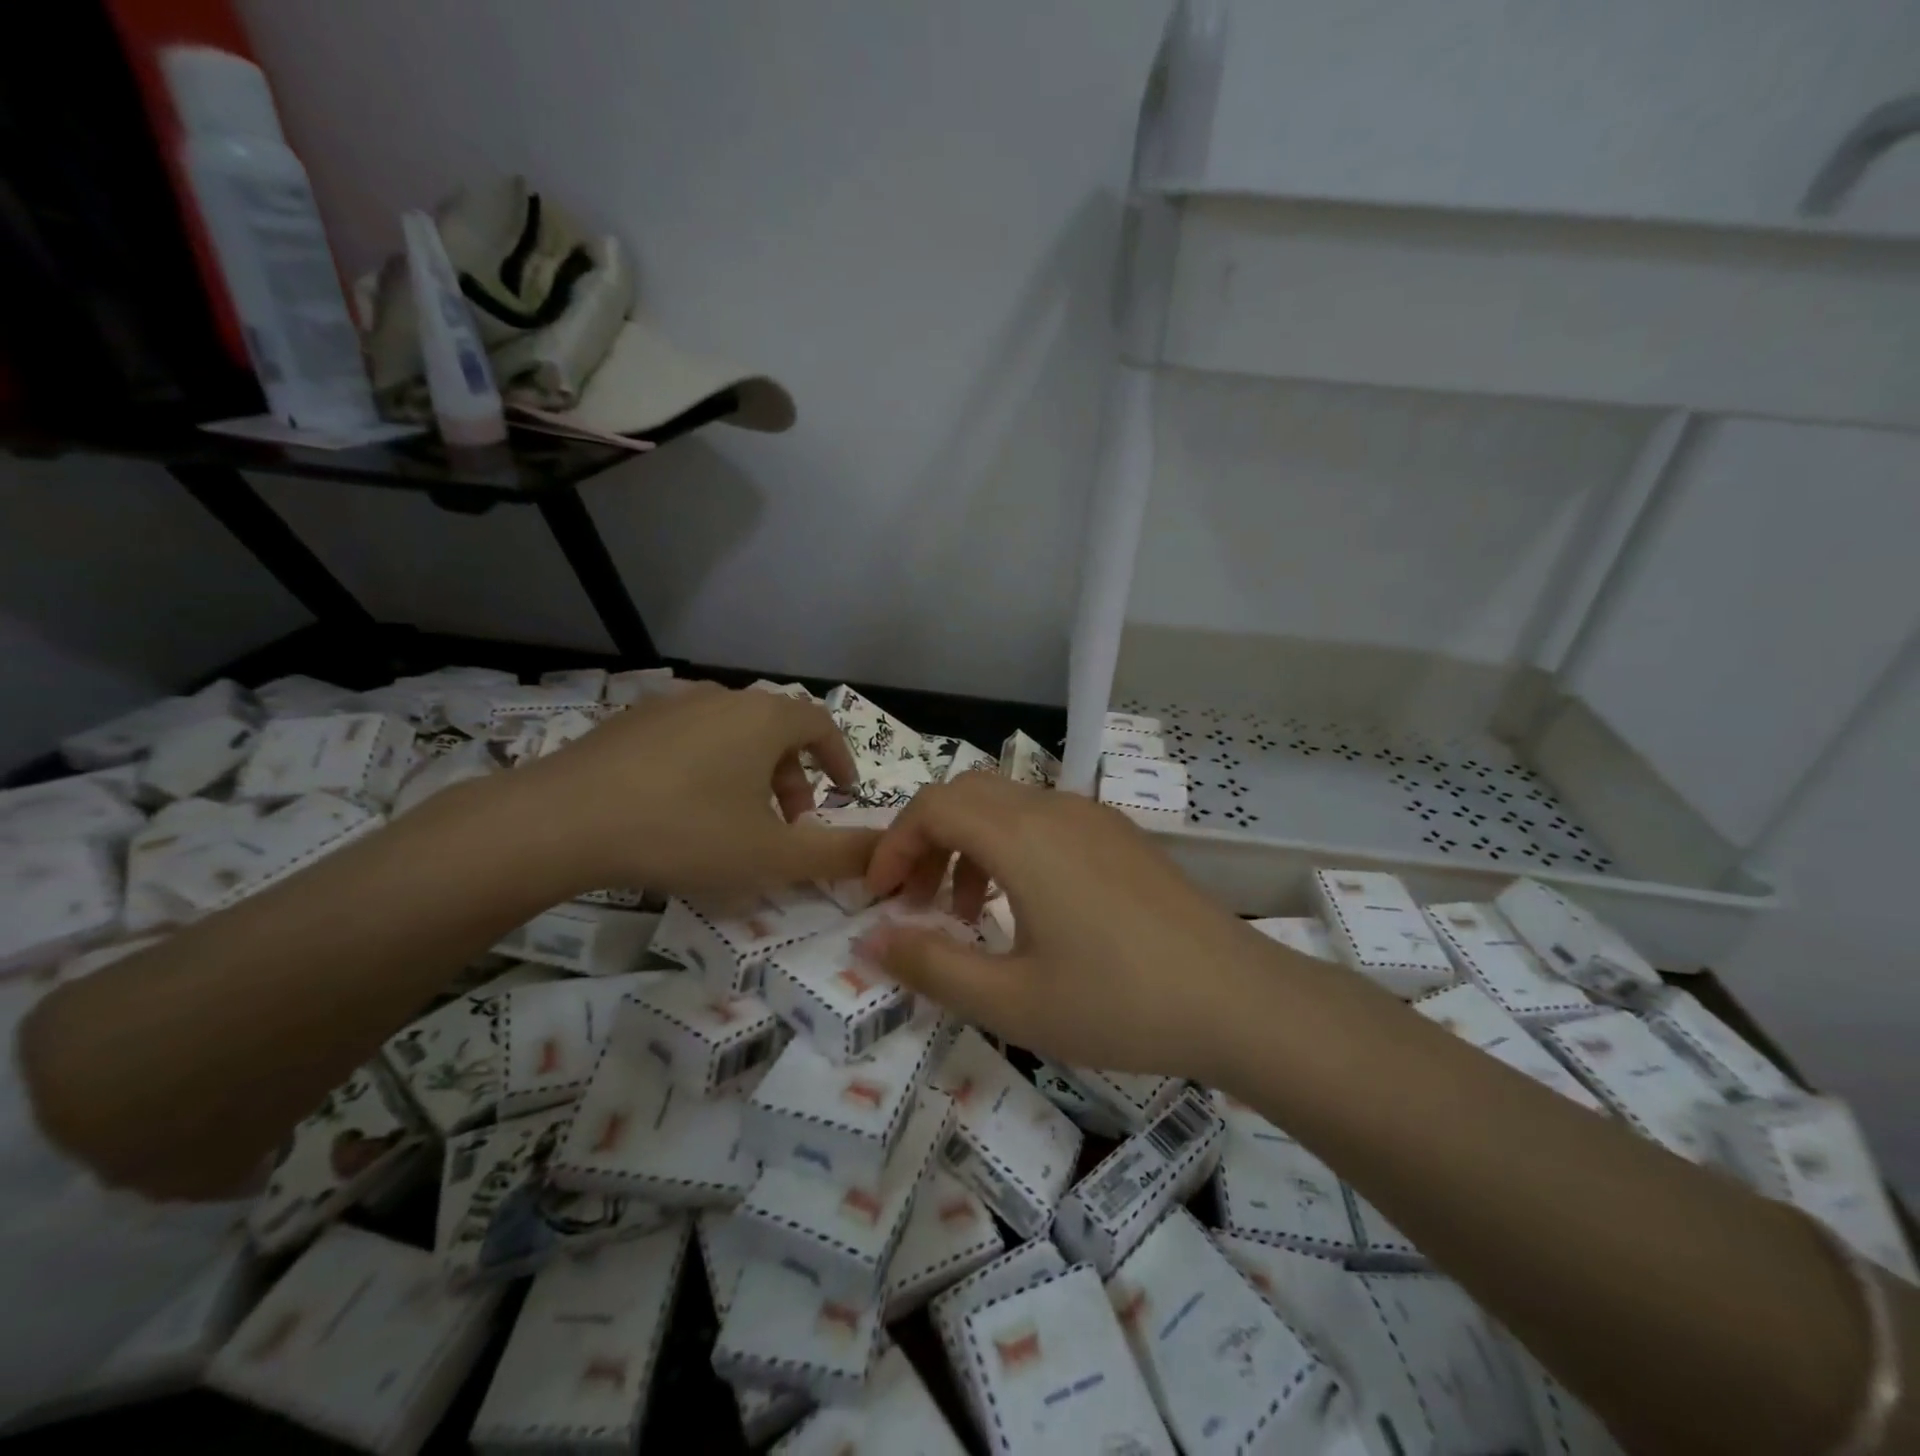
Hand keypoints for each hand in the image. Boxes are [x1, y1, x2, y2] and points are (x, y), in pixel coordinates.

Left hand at [493, 685, 880, 897]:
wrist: (560, 821)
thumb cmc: (684, 832)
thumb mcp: (772, 855)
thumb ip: (837, 854)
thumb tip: (885, 851)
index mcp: (763, 718)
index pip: (820, 723)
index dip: (839, 758)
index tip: (843, 792)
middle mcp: (722, 697)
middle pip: (776, 730)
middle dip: (794, 776)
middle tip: (790, 823)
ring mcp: (670, 704)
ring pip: (731, 733)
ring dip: (750, 772)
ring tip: (737, 818)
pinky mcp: (629, 721)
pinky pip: (689, 737)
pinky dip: (707, 766)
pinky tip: (681, 807)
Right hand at [858, 773, 1277, 1083]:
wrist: (1239, 1000)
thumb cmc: (1118, 1002)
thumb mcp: (1012, 1001)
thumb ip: (932, 966)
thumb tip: (873, 939)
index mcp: (1022, 837)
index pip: (933, 806)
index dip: (893, 844)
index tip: (881, 898)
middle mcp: (1054, 810)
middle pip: (966, 794)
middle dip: (926, 839)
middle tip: (916, 899)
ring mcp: (1093, 818)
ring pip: (1007, 805)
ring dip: (970, 845)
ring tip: (969, 913)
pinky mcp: (1120, 837)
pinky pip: (1045, 821)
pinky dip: (1011, 848)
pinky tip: (1028, 909)